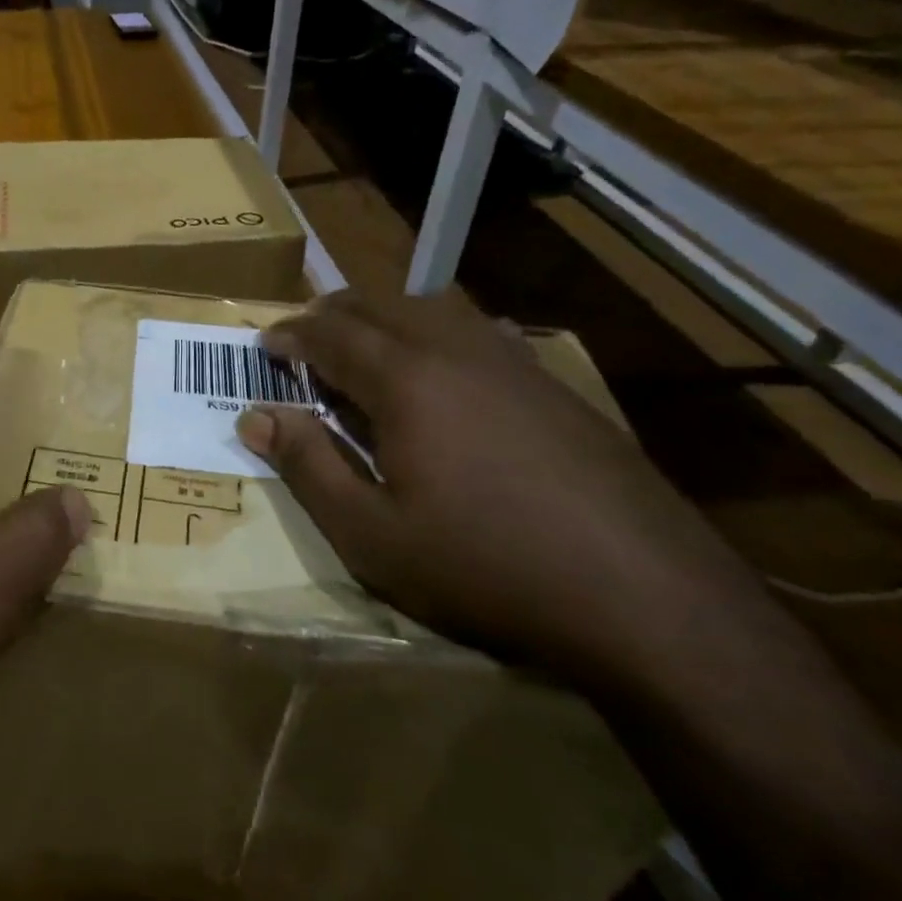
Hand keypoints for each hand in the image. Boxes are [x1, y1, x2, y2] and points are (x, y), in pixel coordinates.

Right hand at [237, 288, 765, 687]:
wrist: (645, 595)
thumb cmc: (485, 567)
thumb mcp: (371, 534)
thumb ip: (308, 466)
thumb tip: (256, 417)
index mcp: (405, 380)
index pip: (331, 334)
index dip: (291, 334)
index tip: (264, 342)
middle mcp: (455, 350)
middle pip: (379, 305)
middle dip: (331, 313)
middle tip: (303, 336)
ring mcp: (512, 362)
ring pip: (432, 308)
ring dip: (385, 316)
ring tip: (364, 344)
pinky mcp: (553, 384)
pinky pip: (477, 331)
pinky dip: (437, 332)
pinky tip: (444, 368)